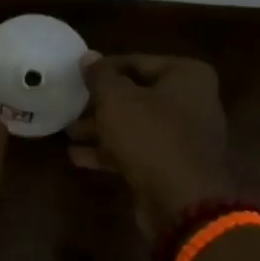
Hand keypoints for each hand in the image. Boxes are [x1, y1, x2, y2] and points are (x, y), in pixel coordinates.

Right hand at [72, 54, 231, 236]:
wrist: (182, 202)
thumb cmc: (150, 136)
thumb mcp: (116, 99)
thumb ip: (100, 76)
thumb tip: (88, 57)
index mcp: (187, 75)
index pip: (137, 62)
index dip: (104, 69)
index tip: (76, 77)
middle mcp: (192, 102)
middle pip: (136, 95)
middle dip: (101, 103)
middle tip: (70, 105)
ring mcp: (184, 137)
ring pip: (134, 125)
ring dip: (101, 128)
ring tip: (68, 132)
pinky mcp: (172, 166)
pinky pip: (137, 151)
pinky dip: (111, 151)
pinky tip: (77, 157)